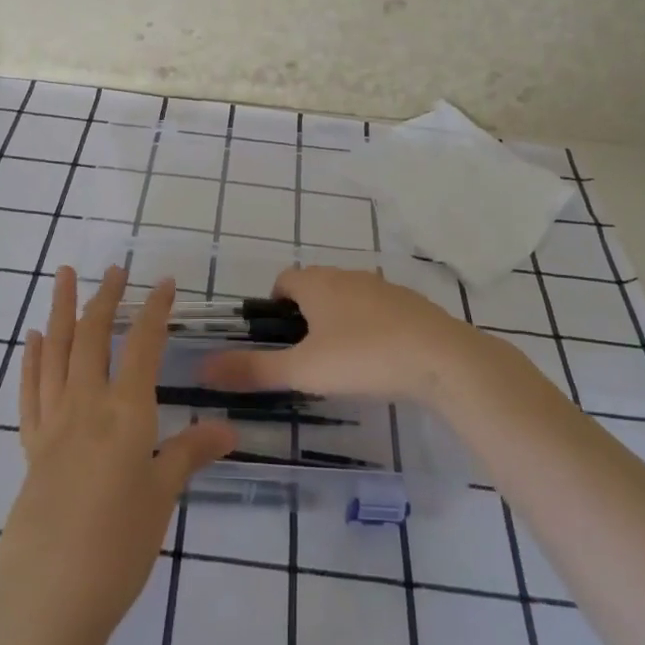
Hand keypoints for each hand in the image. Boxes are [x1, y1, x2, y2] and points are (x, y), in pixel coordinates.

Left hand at [0, 266, 235, 644]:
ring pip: (55, 352)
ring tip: (63, 276)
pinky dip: (32, 359)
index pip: (142, 345)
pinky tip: (34, 340)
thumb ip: (190, 454)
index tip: (164, 282)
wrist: (44, 600)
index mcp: (125, 412)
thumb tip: (228, 428)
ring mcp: (52, 424)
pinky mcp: (30, 448)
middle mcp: (86, 405)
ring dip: (60, 310)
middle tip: (115, 269)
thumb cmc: (116, 548)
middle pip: (92, 336)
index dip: (154, 310)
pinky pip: (30, 390)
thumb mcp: (162, 498)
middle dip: (105, 298)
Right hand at [200, 265, 480, 404]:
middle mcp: (347, 275)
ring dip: (338, 321)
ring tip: (341, 363)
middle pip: (315, 287)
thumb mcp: (304, 369)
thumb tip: (203, 369)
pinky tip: (378, 361)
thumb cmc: (363, 357)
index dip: (273, 307)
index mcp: (317, 283)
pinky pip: (378, 310)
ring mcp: (382, 287)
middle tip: (305, 358)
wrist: (441, 358)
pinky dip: (369, 328)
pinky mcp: (410, 304)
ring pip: (347, 298)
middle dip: (305, 316)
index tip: (276, 341)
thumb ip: (254, 369)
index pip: (283, 280)